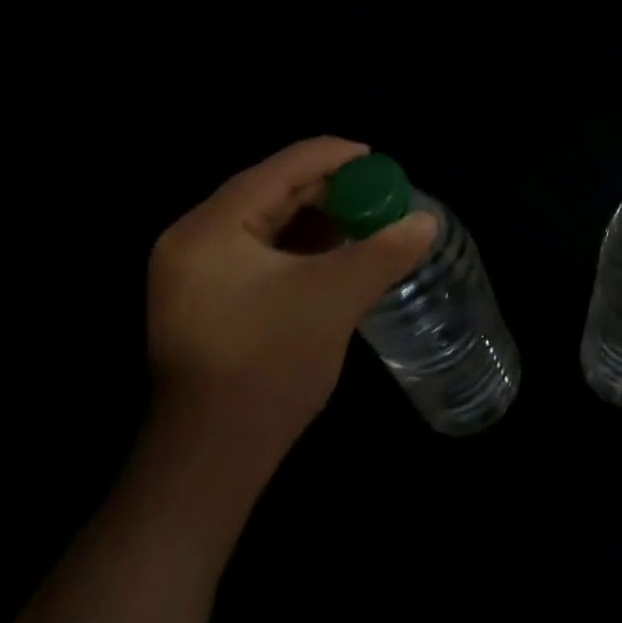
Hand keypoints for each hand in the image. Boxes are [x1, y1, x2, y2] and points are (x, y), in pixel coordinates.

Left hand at [146, 138, 436, 476]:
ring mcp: (195, 270)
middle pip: (275, 189)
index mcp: (211, 228)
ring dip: (320, 216)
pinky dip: (302, 243)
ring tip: (368, 218)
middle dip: (332, 189)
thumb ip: (384, 251)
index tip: (382, 163)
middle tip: (381, 195)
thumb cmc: (268, 366)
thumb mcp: (336, 298)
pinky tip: (339, 250)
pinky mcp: (206, 296)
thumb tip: (427, 220)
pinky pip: (262, 248)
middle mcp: (194, 238)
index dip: (337, 158)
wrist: (210, 464)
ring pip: (270, 219)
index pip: (283, 168)